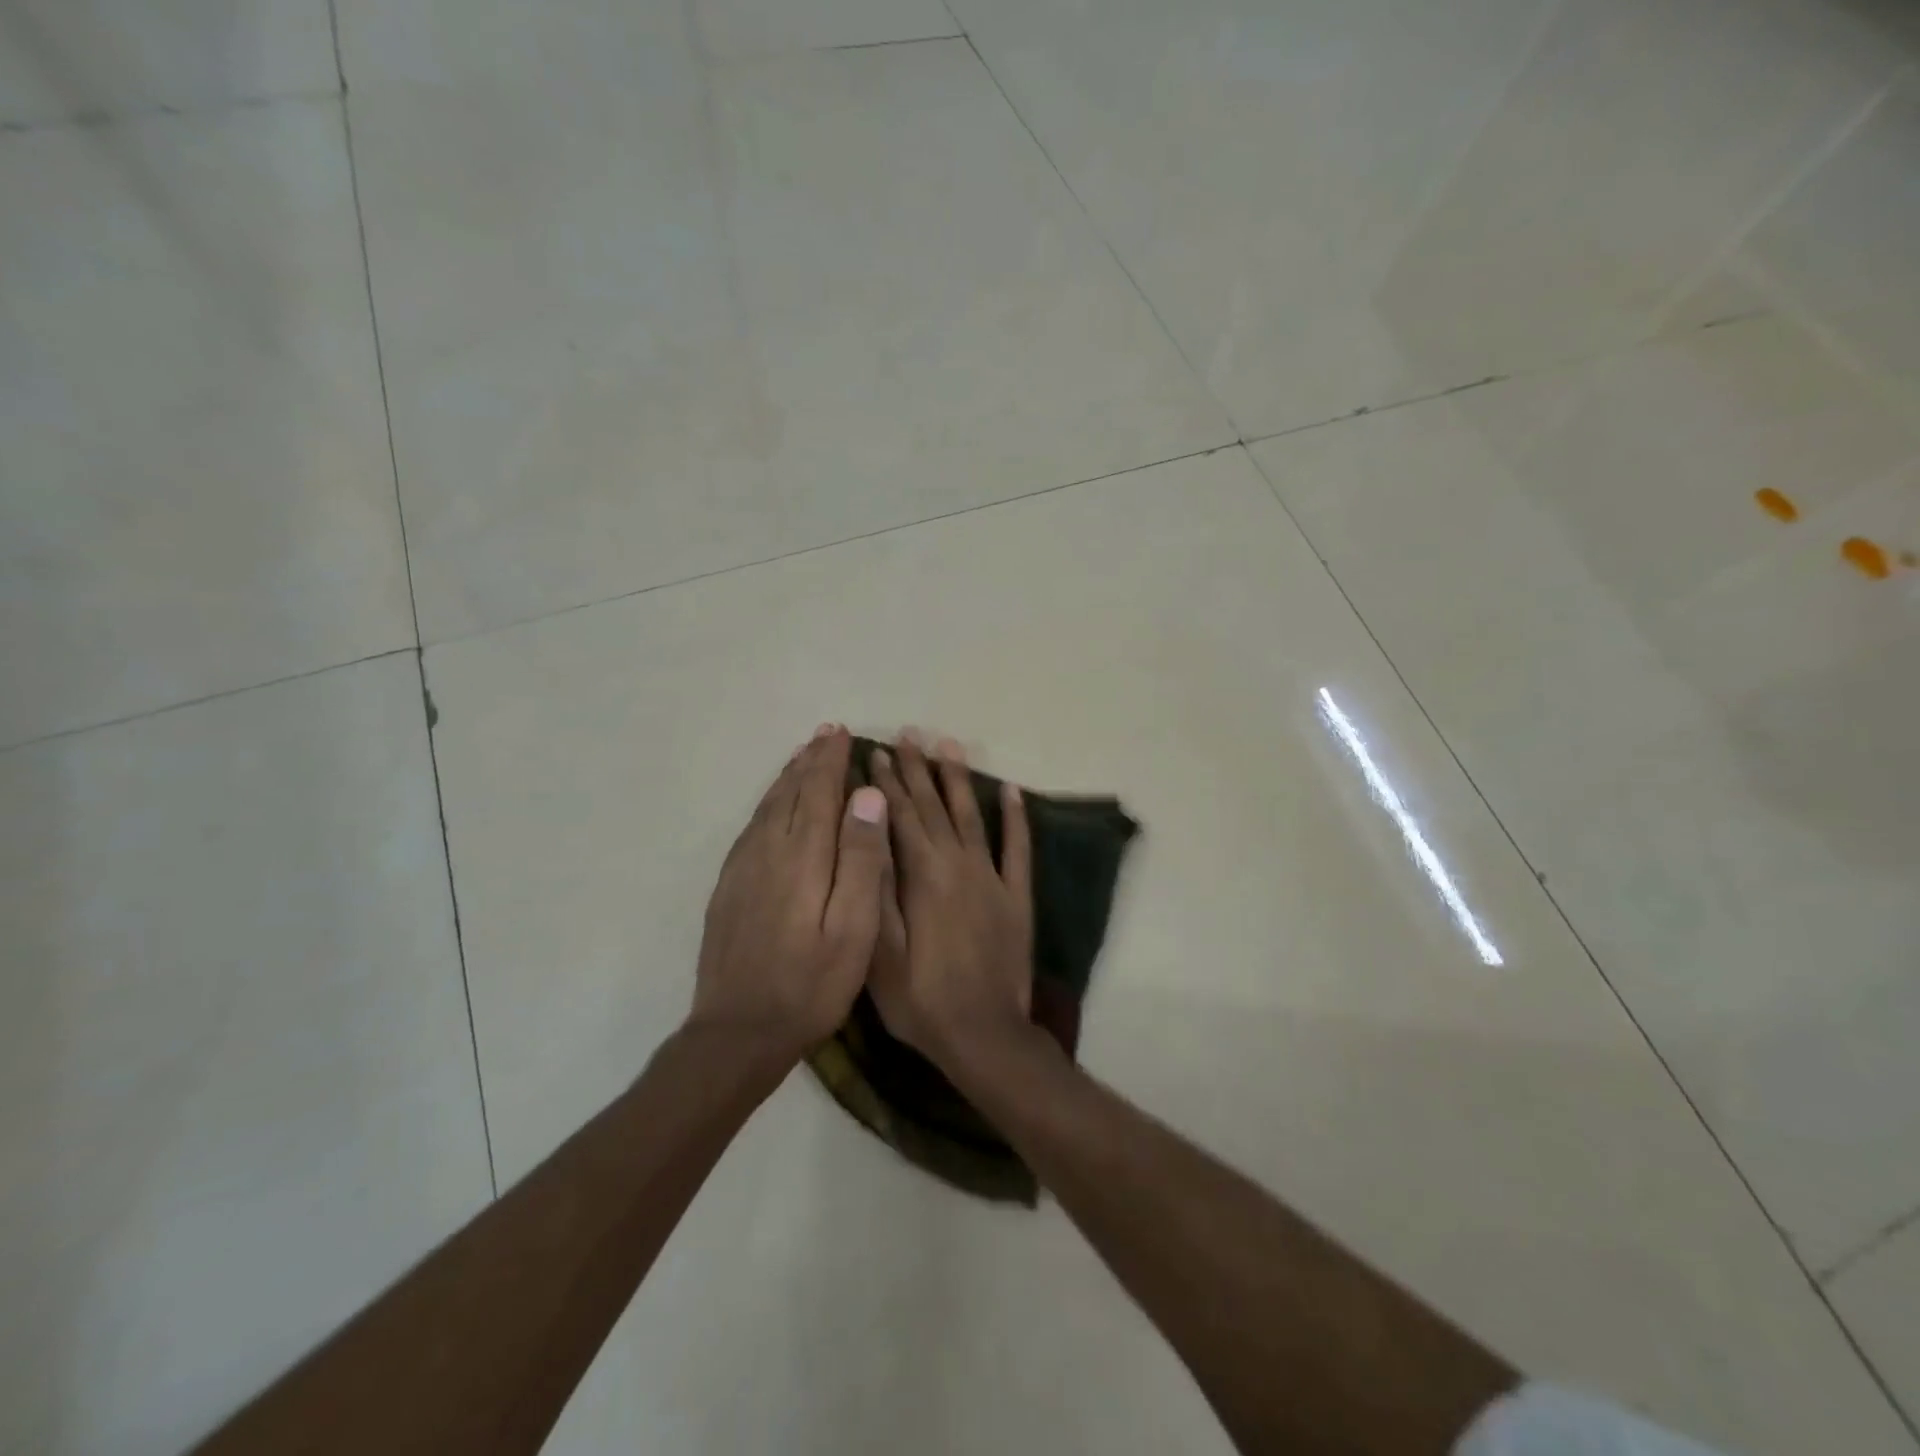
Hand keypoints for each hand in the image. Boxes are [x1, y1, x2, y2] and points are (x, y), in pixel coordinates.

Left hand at [692, 725, 890, 1056]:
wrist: (737, 1032)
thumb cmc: (811, 984)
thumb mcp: (854, 929)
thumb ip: (861, 860)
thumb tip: (867, 796)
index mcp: (803, 857)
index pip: (818, 792)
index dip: (830, 761)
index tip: (841, 733)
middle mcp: (768, 851)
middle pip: (789, 792)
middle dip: (809, 761)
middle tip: (825, 734)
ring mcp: (742, 869)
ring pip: (767, 807)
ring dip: (787, 777)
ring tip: (802, 756)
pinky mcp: (728, 887)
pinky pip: (751, 828)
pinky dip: (767, 804)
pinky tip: (773, 806)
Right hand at [867, 733, 1032, 1068]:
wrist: (984, 1035)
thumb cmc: (921, 1000)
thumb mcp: (881, 952)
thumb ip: (876, 889)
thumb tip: (869, 833)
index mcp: (922, 876)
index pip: (899, 817)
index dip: (885, 784)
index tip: (875, 752)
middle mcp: (958, 865)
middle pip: (933, 807)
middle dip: (917, 770)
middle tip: (907, 735)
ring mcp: (992, 878)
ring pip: (972, 816)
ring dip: (958, 779)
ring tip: (949, 745)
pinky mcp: (1017, 896)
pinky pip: (1018, 848)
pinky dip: (1016, 818)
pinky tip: (1011, 791)